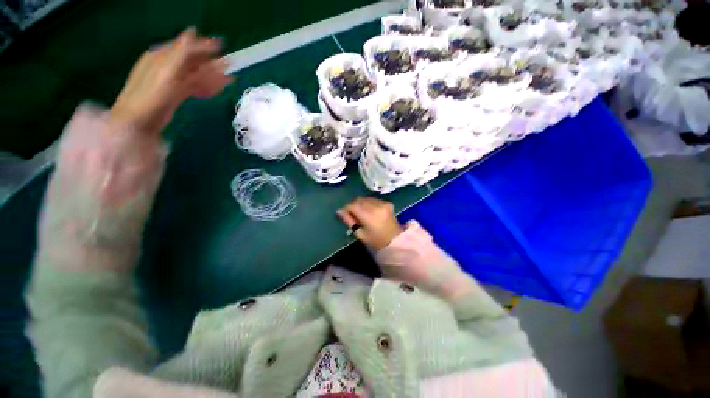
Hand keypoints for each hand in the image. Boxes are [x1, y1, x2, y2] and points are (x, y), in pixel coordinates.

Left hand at [110, 28, 232, 135]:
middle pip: (192, 62)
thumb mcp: (166, 71)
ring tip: (228, 81)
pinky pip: (192, 87)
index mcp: (162, 57)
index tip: (221, 46)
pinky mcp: (174, 94)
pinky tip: (214, 92)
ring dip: (211, 77)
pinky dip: (204, 88)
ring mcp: (170, 82)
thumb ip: (180, 53)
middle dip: (211, 64)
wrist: (138, 121)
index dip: (203, 46)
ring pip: (194, 76)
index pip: (185, 47)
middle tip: (229, 66)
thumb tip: (192, 32)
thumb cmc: (151, 95)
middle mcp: (166, 67)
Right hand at [337, 197, 403, 249]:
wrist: (395, 240)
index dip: (346, 208)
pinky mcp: (388, 203)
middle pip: (359, 200)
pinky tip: (371, 211)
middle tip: (353, 214)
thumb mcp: (359, 234)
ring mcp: (383, 203)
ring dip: (361, 203)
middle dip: (353, 205)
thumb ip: (349, 221)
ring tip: (362, 213)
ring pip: (366, 198)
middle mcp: (376, 206)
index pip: (353, 205)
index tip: (345, 214)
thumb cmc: (375, 240)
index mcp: (368, 215)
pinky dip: (369, 203)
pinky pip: (374, 199)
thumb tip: (339, 211)